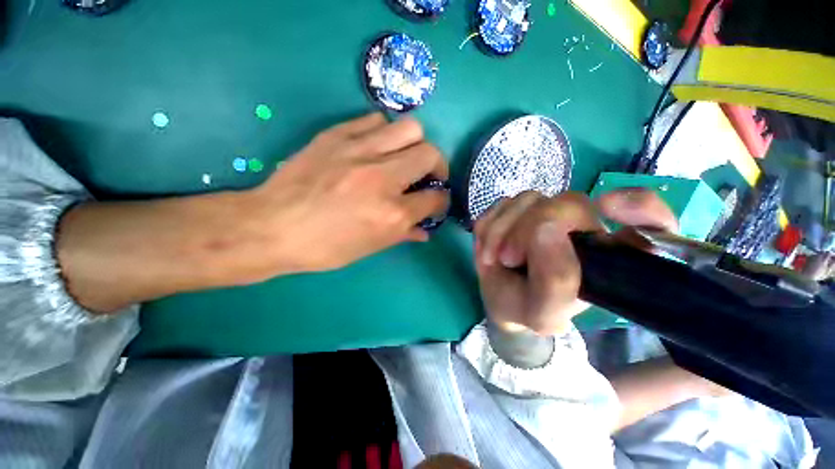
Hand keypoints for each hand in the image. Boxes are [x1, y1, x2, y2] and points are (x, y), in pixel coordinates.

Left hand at [57, 113, 447, 312]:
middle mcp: (383, 179)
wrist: (271, 227)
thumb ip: (404, 233)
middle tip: (425, 176)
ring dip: (413, 145)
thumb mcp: (370, 247)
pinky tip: (375, 147)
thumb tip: (424, 229)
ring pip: (410, 128)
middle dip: (436, 167)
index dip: (441, 201)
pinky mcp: (337, 134)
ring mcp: (359, 151)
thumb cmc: (324, 247)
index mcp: (391, 213)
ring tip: (402, 157)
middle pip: (431, 154)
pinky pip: (376, 120)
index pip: (436, 199)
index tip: (435, 201)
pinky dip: (384, 133)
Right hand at [473, 189, 677, 335]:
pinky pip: (501, 204)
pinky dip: (489, 226)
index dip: (639, 209)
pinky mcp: (517, 209)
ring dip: (501, 231)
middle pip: (567, 203)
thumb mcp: (545, 313)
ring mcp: (546, 212)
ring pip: (527, 200)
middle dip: (528, 229)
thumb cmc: (529, 308)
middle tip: (509, 258)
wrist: (501, 299)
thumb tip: (545, 228)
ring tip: (495, 258)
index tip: (608, 208)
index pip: (651, 219)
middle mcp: (583, 226)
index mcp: (607, 254)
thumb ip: (556, 281)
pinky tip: (489, 246)